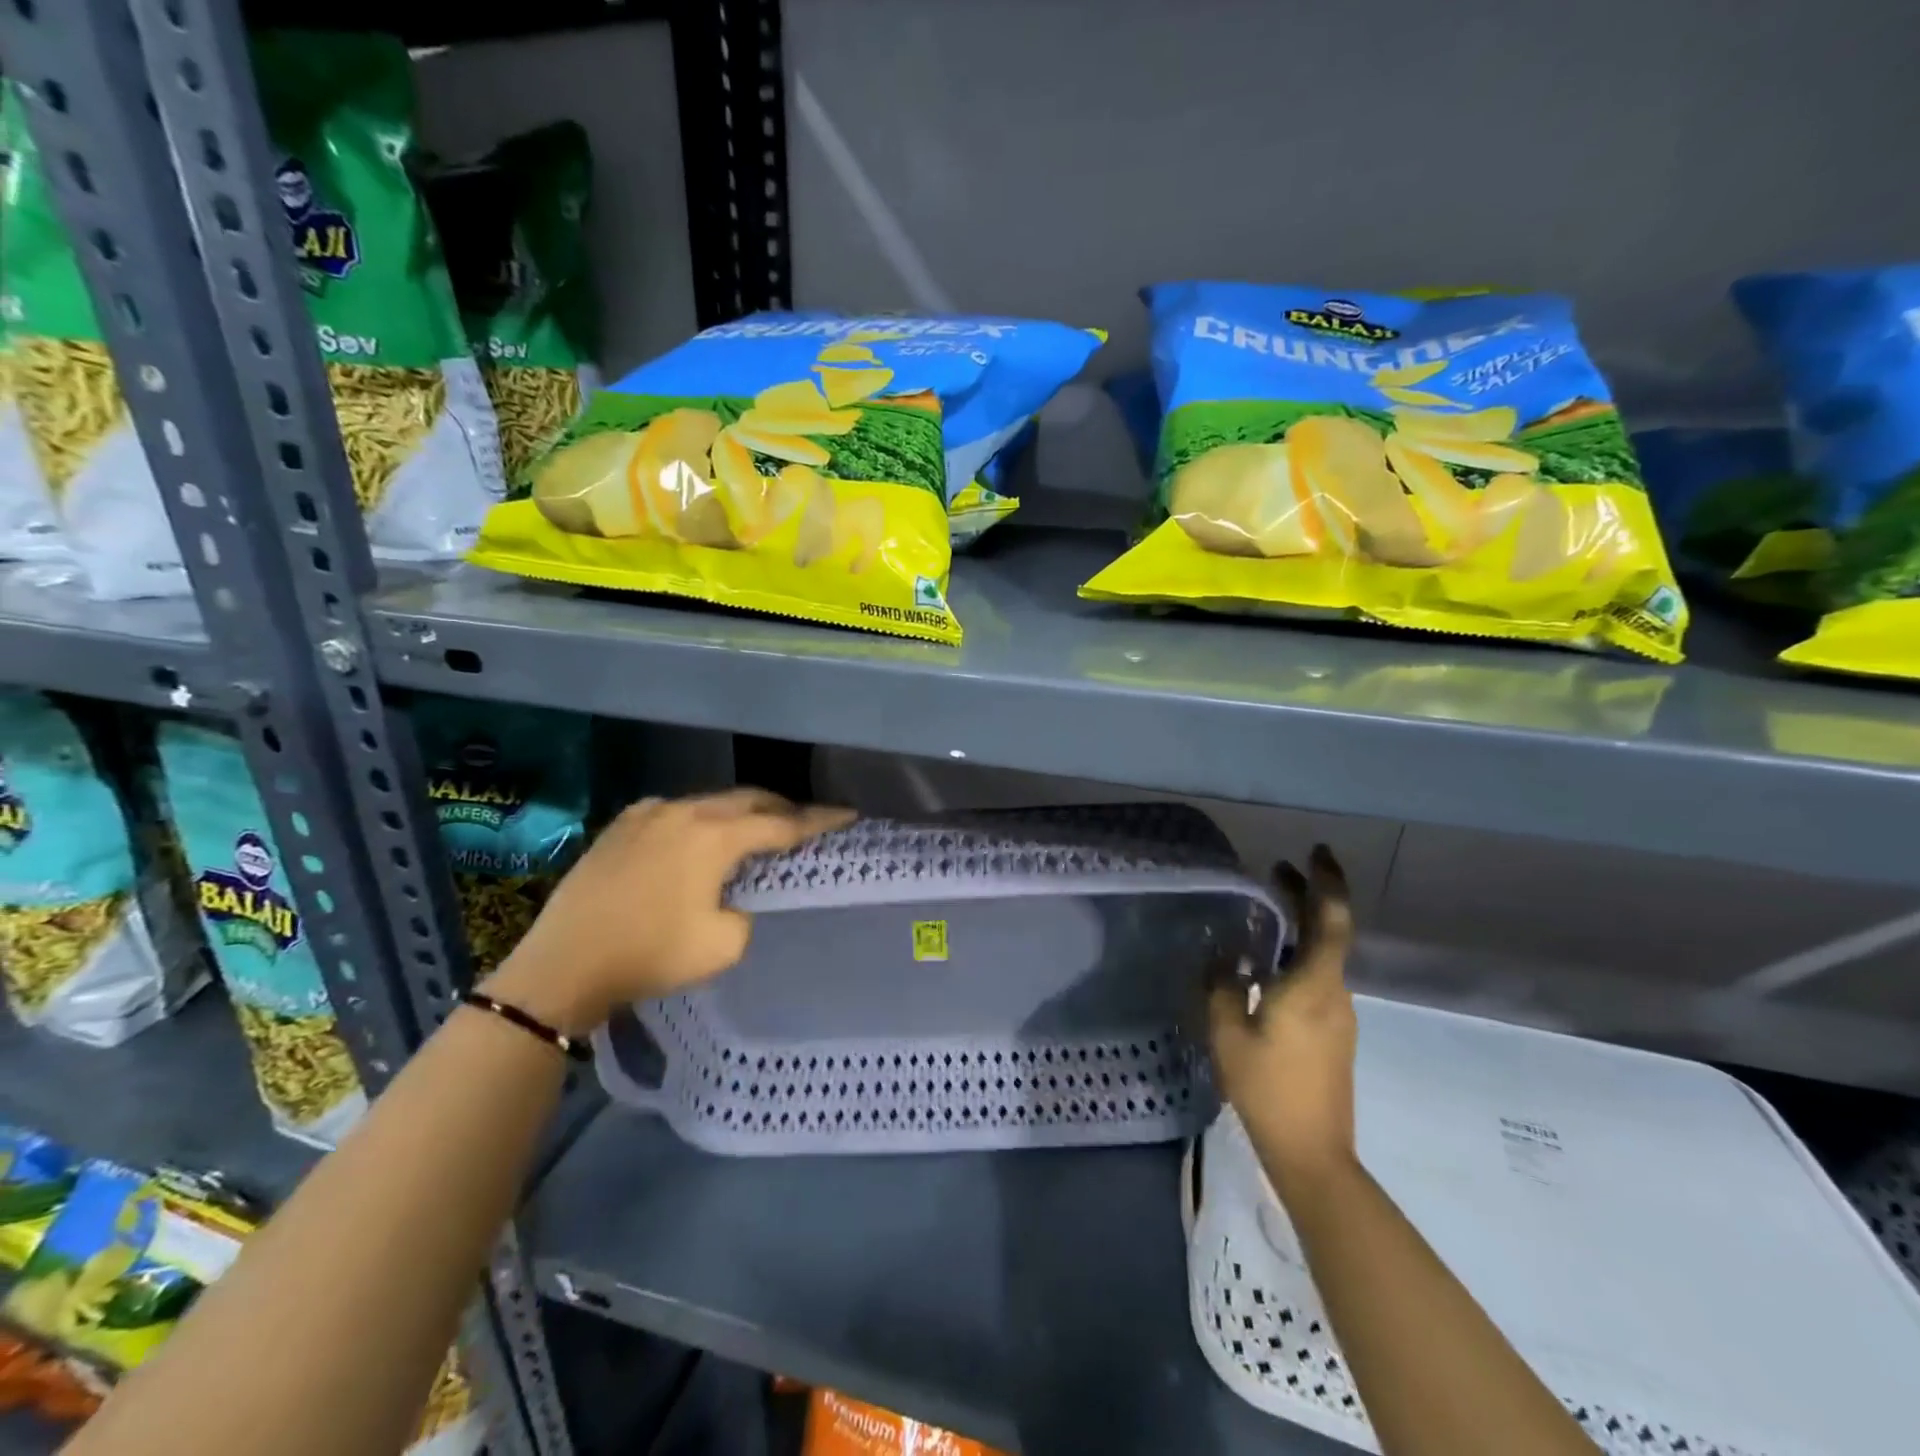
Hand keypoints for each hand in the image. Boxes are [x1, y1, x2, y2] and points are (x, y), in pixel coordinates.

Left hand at [484, 789, 854, 1034]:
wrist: (563, 963)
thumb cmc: (649, 955)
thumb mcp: (722, 945)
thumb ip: (748, 912)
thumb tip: (738, 899)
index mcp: (715, 837)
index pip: (782, 824)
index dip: (819, 821)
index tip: (848, 814)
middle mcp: (686, 811)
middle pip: (749, 800)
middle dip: (782, 809)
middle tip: (804, 822)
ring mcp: (650, 813)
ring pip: (711, 801)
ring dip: (740, 812)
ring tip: (755, 829)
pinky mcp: (622, 824)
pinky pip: (675, 810)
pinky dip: (700, 818)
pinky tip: (698, 835)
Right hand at [1208, 844, 1357, 1191]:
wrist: (1313, 1153)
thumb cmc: (1269, 1088)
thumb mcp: (1228, 1032)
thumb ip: (1223, 985)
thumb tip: (1226, 959)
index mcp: (1313, 984)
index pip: (1331, 919)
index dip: (1327, 881)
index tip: (1314, 851)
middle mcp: (1334, 992)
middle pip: (1328, 932)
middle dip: (1307, 895)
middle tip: (1278, 869)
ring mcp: (1338, 1014)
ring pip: (1321, 956)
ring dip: (1298, 927)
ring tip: (1264, 914)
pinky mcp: (1333, 1033)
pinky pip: (1315, 979)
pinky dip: (1295, 956)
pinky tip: (1264, 966)